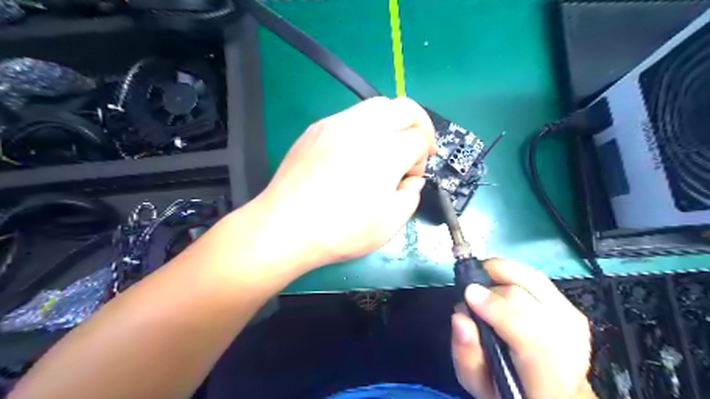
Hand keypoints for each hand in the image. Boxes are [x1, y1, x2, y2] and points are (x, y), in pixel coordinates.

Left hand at [252, 97, 435, 270]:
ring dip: (392, 122)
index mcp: (385, 154)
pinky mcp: (317, 128)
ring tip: (386, 147)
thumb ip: (411, 195)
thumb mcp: (390, 225)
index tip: (411, 177)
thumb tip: (412, 179)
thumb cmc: (340, 231)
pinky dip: (365, 126)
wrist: (286, 227)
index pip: (419, 138)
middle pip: (405, 108)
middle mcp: (363, 130)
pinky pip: (350, 114)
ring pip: (377, 105)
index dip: (422, 158)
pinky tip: (356, 150)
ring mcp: (336, 124)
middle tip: (415, 147)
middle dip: (419, 125)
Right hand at [452, 258, 594, 398]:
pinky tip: (500, 279)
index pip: (527, 334)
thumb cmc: (509, 390)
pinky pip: (540, 280)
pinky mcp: (572, 311)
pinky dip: (516, 274)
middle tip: (470, 291)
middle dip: (493, 288)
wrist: (549, 392)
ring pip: (536, 281)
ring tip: (482, 275)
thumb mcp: (479, 384)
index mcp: (547, 380)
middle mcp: (569, 348)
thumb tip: (460, 317)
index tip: (468, 293)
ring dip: (504, 273)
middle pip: (529, 299)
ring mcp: (574, 325)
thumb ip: (466, 354)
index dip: (496, 307)